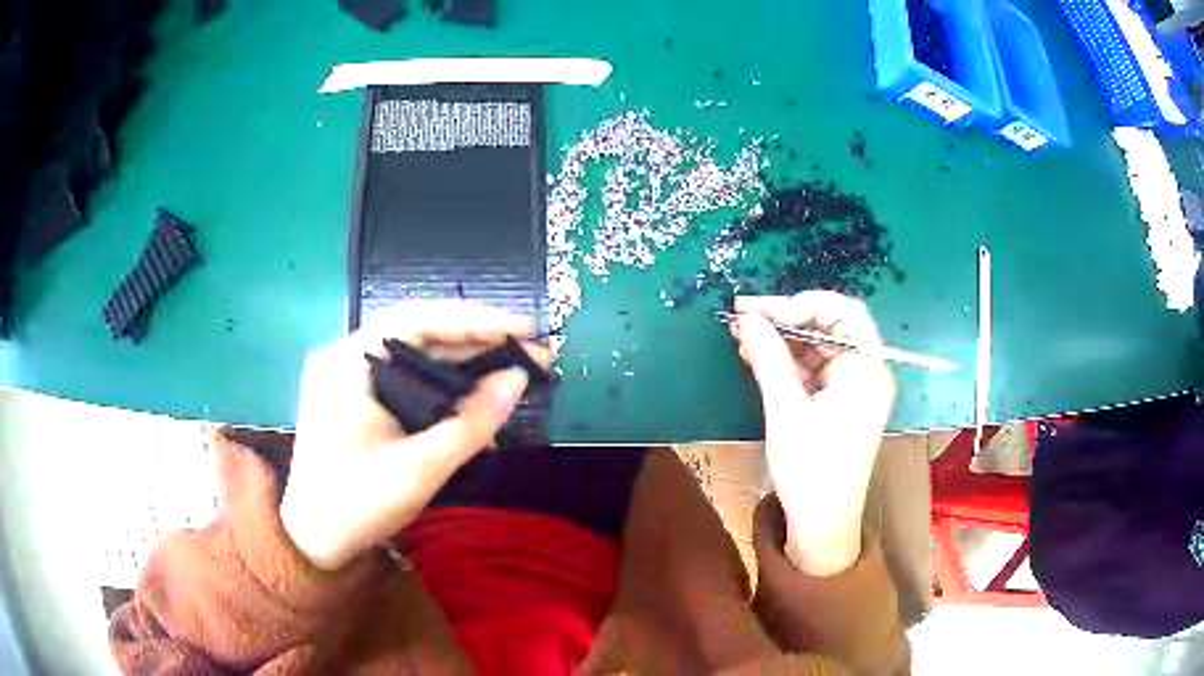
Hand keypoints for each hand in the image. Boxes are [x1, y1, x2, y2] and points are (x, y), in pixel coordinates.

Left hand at [280, 301, 547, 570]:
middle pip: (418, 335)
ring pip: (414, 357)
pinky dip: (441, 386)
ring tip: (515, 370)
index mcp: (348, 362)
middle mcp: (345, 357)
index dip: (476, 319)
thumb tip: (518, 378)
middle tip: (532, 352)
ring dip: (463, 364)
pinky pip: (404, 379)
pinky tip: (475, 397)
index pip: (418, 320)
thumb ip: (472, 422)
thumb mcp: (421, 467)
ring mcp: (347, 378)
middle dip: (476, 343)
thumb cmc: (359, 505)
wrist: (314, 542)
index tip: (525, 329)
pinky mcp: (355, 399)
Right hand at [729, 292, 894, 575]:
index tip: (759, 310)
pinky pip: (814, 370)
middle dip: (785, 319)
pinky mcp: (839, 403)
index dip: (800, 303)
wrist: (822, 525)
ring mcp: (853, 388)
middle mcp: (866, 372)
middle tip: (742, 317)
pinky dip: (787, 362)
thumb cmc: (811, 469)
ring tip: (741, 336)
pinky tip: (757, 358)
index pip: (841, 311)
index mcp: (867, 369)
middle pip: (828, 327)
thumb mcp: (786, 411)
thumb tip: (746, 317)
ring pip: (818, 347)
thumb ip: (768, 357)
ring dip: (781, 340)